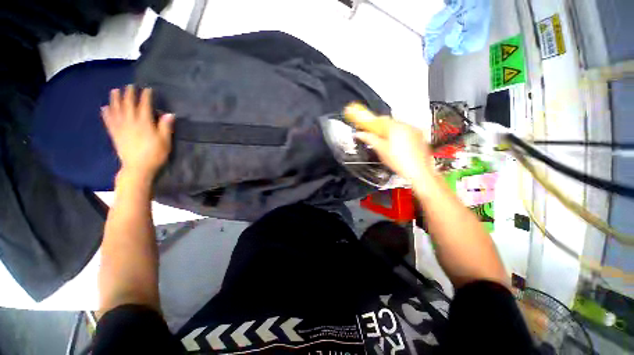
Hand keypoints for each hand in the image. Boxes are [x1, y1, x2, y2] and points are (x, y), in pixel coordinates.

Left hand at [102, 85, 174, 179]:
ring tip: (114, 91)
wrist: (137, 168)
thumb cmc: (155, 154)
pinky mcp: (114, 134)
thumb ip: (165, 127)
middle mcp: (130, 122)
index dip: (145, 96)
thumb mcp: (165, 141)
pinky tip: (104, 107)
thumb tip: (169, 114)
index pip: (144, 106)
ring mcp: (120, 128)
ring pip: (116, 110)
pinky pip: (108, 121)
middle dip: (129, 94)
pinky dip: (106, 113)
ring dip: (115, 99)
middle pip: (128, 105)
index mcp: (144, 123)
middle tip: (129, 86)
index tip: (147, 89)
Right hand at [343, 103, 434, 184]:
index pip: (380, 119)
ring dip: (391, 134)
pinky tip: (398, 149)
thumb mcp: (380, 150)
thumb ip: (369, 139)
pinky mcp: (420, 138)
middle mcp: (407, 126)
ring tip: (388, 147)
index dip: (372, 123)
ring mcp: (415, 131)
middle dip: (382, 130)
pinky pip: (407, 133)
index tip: (367, 127)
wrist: (418, 172)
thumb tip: (360, 134)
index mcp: (396, 127)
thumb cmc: (401, 162)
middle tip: (376, 140)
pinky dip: (401, 138)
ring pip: (399, 128)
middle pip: (390, 123)